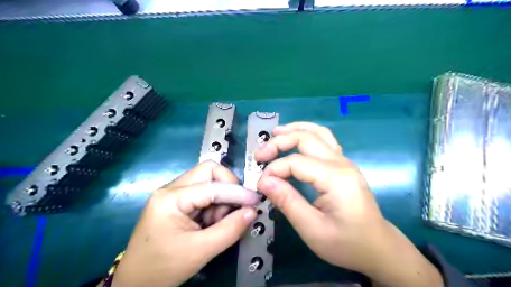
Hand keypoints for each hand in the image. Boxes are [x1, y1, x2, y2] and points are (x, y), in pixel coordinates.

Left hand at [112, 161, 255, 286]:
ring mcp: (173, 194)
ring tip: (218, 222)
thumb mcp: (200, 251)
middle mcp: (171, 189)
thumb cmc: (162, 268)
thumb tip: (252, 211)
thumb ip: (230, 229)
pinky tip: (211, 222)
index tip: (255, 201)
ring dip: (221, 199)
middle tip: (236, 207)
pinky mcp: (178, 202)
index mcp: (170, 198)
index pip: (212, 185)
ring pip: (208, 181)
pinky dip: (214, 205)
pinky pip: (204, 193)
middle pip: (208, 171)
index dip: (237, 191)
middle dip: (228, 187)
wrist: (135, 283)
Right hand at [256, 123, 442, 286]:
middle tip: (259, 154)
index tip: (260, 184)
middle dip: (279, 142)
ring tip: (276, 132)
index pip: (296, 162)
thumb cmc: (346, 243)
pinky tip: (295, 138)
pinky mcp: (343, 165)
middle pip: (306, 138)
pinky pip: (324, 140)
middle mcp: (342, 163)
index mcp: (336, 178)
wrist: (377, 247)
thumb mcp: (312, 229)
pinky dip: (306, 134)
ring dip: (295, 129)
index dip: (274, 169)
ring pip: (318, 132)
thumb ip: (287, 202)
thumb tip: (264, 181)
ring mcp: (344, 161)